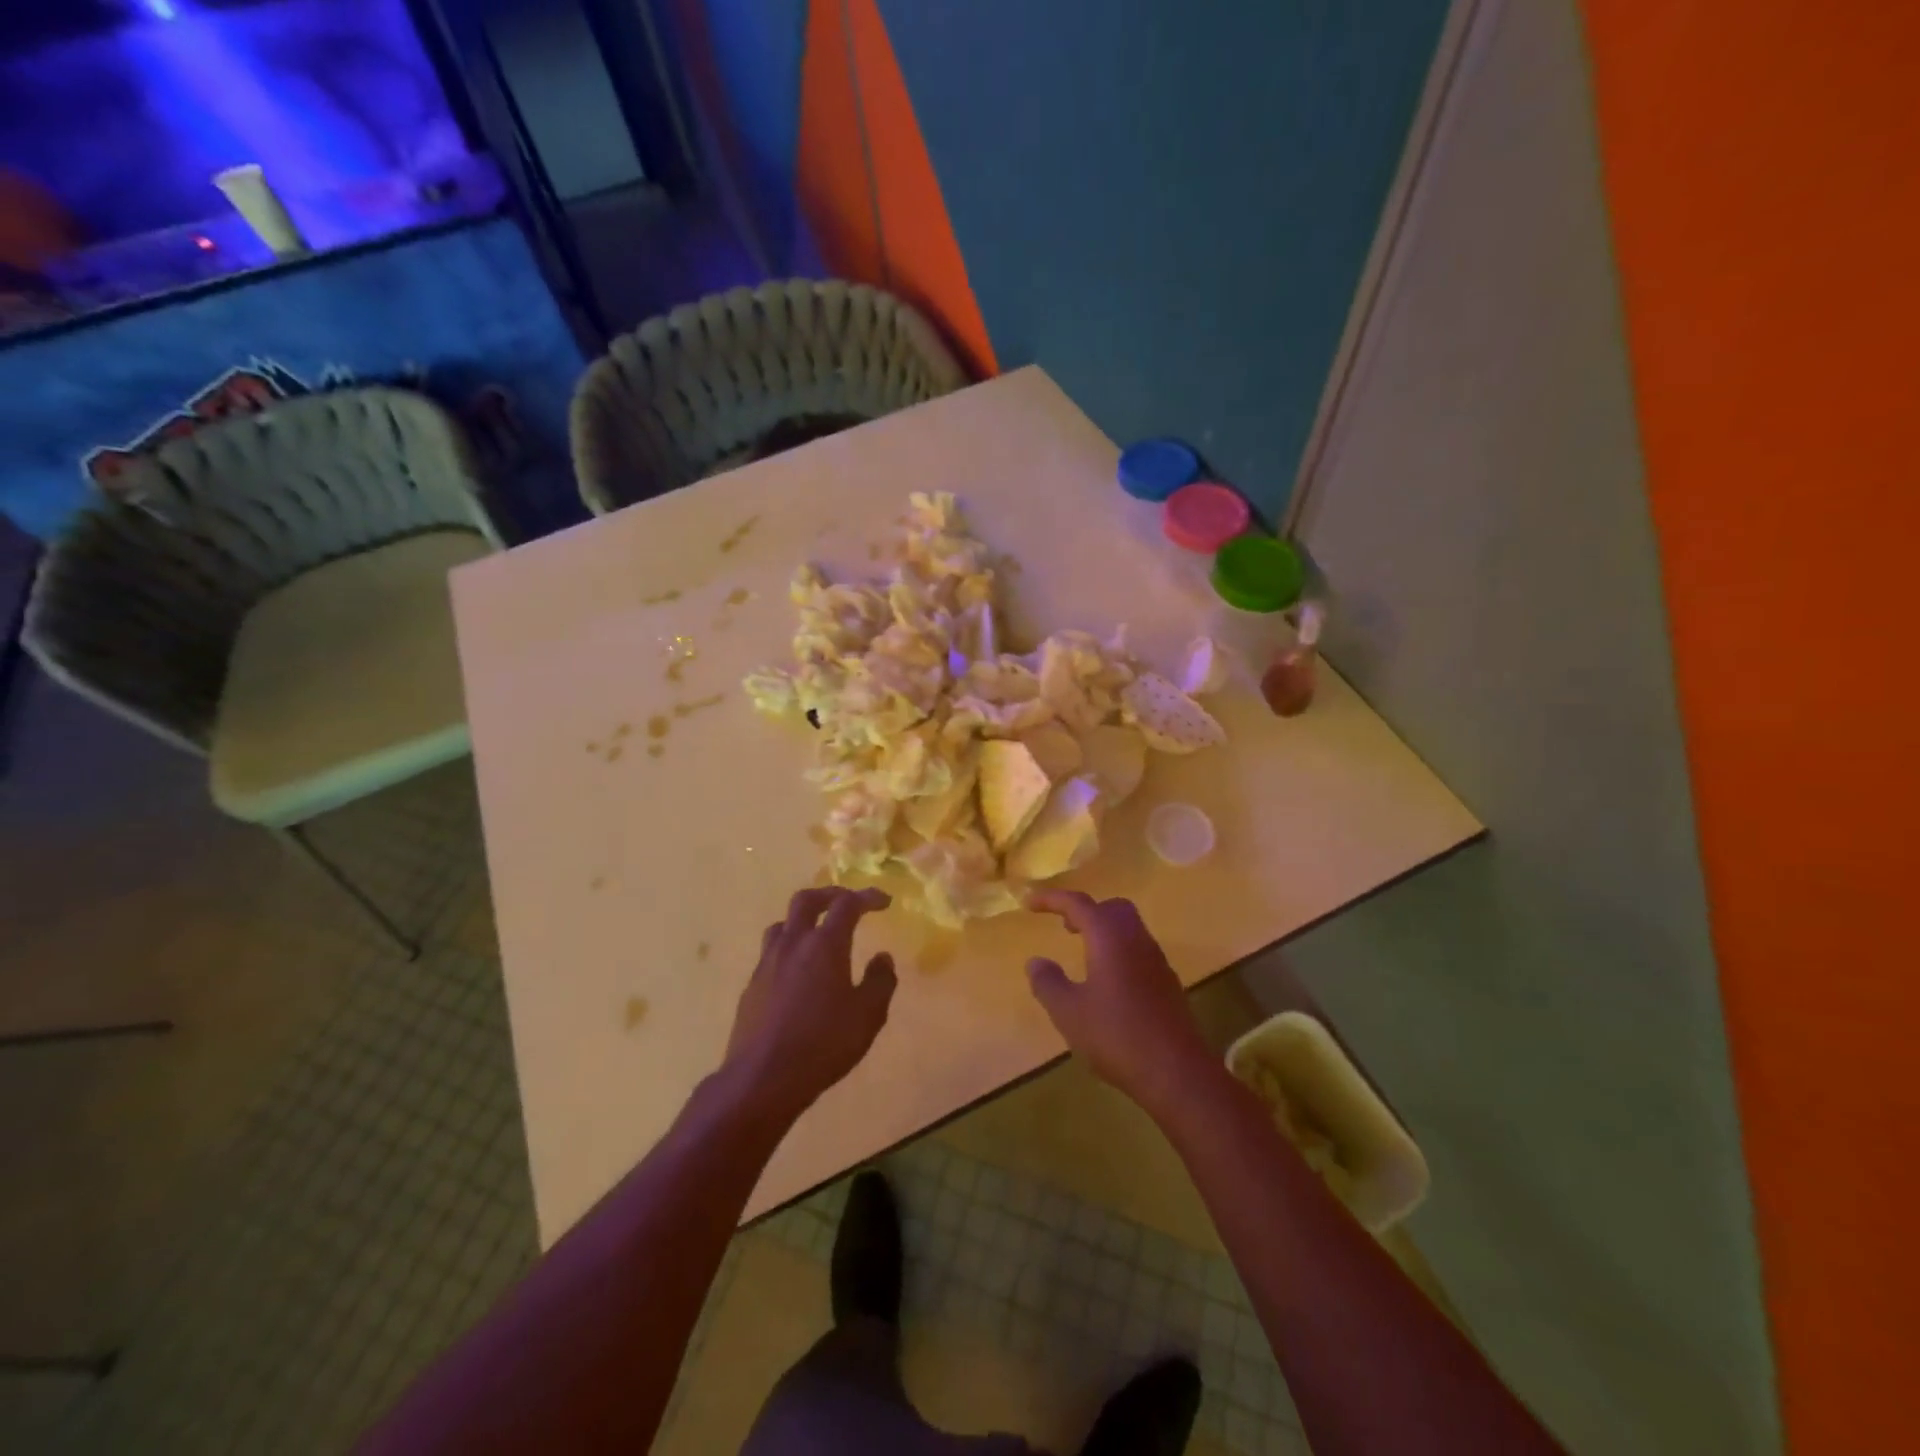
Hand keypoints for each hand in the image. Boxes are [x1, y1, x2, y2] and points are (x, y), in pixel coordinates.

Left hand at [723, 886, 897, 1120]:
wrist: (761, 1078)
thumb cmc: (823, 1044)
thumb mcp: (867, 1016)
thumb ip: (880, 982)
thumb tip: (883, 958)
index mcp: (824, 945)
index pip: (847, 905)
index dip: (867, 897)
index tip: (883, 901)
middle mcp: (793, 944)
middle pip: (806, 900)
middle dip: (830, 895)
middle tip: (847, 903)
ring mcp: (767, 963)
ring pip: (783, 924)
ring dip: (803, 920)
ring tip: (818, 934)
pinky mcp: (752, 986)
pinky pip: (771, 953)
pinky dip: (789, 949)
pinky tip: (798, 973)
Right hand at [1025, 890, 1216, 1116]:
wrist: (1178, 1073)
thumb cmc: (1117, 1036)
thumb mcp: (1069, 1012)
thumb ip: (1048, 983)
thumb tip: (1035, 962)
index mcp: (1109, 937)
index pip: (1078, 903)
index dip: (1052, 899)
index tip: (1029, 903)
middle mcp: (1136, 940)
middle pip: (1112, 908)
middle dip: (1086, 910)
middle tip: (1064, 925)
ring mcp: (1156, 961)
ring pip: (1129, 929)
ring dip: (1104, 931)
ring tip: (1082, 953)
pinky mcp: (1167, 984)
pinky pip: (1138, 952)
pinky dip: (1118, 951)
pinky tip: (1107, 982)